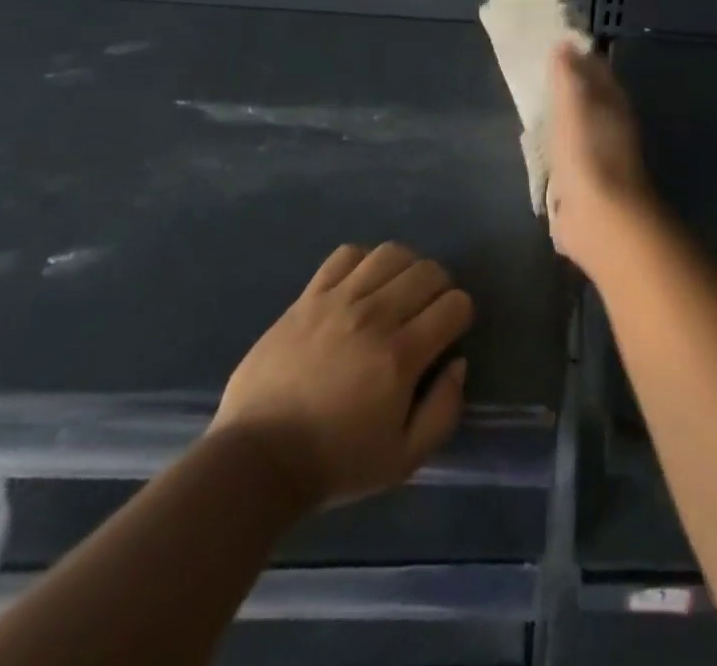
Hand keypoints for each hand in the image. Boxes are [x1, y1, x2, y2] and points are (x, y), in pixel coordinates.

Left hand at [210, 243, 473, 511]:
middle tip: (427, 313)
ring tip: (396, 293)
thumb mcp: (403, 460)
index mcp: (401, 356)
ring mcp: (338, 302)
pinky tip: (360, 287)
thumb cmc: (334, 462)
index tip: (448, 334)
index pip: (455, 304)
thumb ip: (444, 412)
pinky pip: (346, 255)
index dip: (460, 316)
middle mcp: (375, 317)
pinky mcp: (308, 298)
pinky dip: (362, 262)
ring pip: (391, 254)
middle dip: (439, 288)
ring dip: (405, 269)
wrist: (256, 461)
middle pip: (428, 271)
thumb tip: (458, 363)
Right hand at [546, 43, 659, 273]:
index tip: (556, 46)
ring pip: (579, 128)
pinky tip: (540, 149)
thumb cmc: (587, 153)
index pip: (598, 72)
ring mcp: (599, 157)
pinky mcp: (585, 185)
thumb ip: (567, 75)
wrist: (599, 218)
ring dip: (563, 120)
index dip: (580, 58)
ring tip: (536, 109)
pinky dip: (557, 150)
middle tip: (541, 76)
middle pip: (590, 100)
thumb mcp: (572, 105)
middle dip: (570, 89)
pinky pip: (568, 157)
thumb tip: (564, 43)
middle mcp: (612, 127)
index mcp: (613, 104)